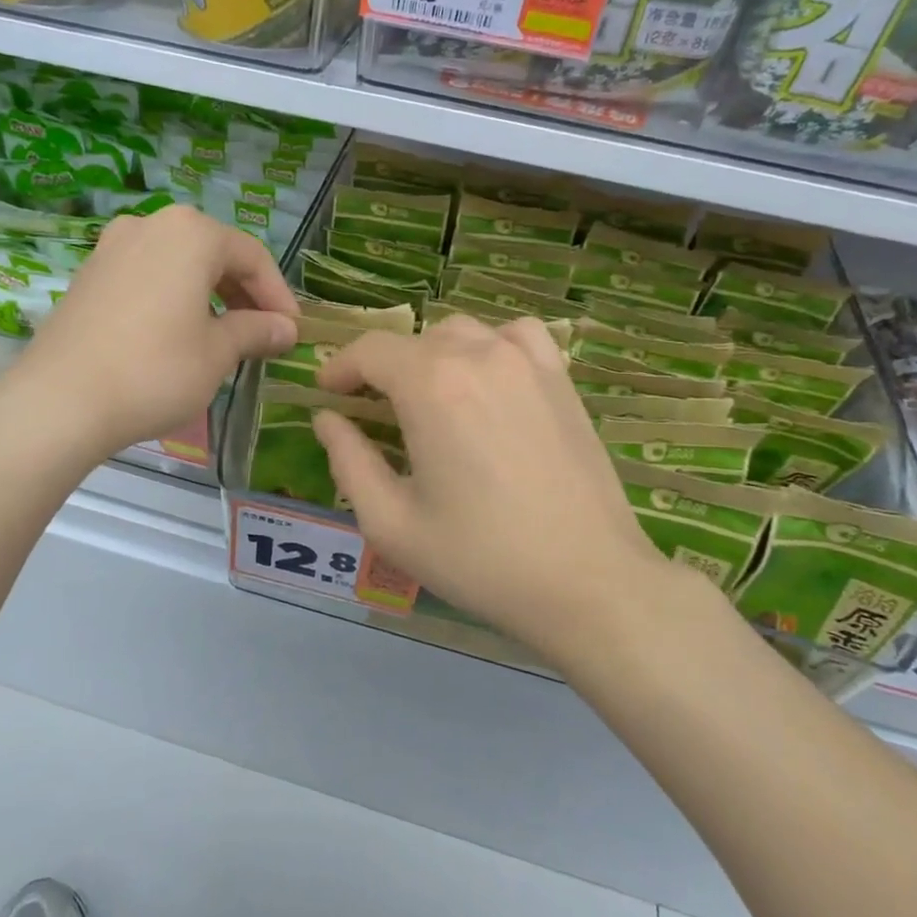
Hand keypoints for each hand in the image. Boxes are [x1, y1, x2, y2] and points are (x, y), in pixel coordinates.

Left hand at [7, 206, 297, 461]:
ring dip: (209, 296)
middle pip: (214, 254)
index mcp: (191, 233)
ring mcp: (112, 247)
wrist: (60, 400)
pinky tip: (178, 334)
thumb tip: (286, 329)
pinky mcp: (89, 274)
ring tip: (224, 336)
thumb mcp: (217, 353)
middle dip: (244, 294)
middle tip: (262, 334)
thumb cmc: (155, 370)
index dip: (278, 296)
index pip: (252, 257)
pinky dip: (173, 298)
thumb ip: (256, 331)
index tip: (292, 332)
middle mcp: (150, 225)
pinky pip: (147, 276)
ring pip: (179, 264)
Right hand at [314, 316, 704, 661]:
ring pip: (462, 333)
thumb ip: (348, 461)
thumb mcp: (391, 522)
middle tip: (373, 411)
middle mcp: (479, 356)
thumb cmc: (481, 559)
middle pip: (414, 340)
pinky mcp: (561, 379)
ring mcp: (528, 362)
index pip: (370, 350)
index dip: (340, 367)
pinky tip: (489, 382)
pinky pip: (515, 337)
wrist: (589, 583)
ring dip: (432, 356)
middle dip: (382, 369)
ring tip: (429, 398)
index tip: (328, 393)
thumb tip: (327, 419)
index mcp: (431, 385)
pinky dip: (490, 346)